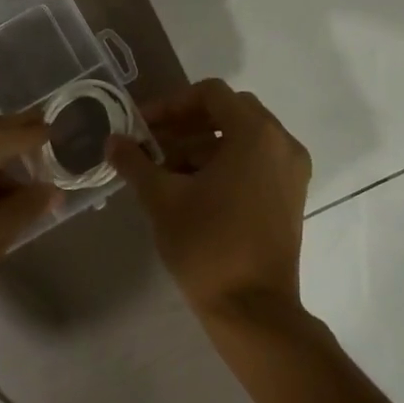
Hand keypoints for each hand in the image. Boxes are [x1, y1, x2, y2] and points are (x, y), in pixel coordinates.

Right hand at [108, 79, 311, 320]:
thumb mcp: (162, 198)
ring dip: (201, 145)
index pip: (211, 94)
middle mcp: (282, 144)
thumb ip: (135, 162)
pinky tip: (190, 189)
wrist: (252, 308)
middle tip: (152, 144)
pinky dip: (223, 164)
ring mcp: (291, 172)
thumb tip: (112, 141)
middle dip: (186, 124)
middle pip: (229, 113)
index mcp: (256, 134)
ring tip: (163, 171)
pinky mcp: (290, 196)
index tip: (141, 126)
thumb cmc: (207, 244)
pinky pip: (255, 162)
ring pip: (242, 139)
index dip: (171, 104)